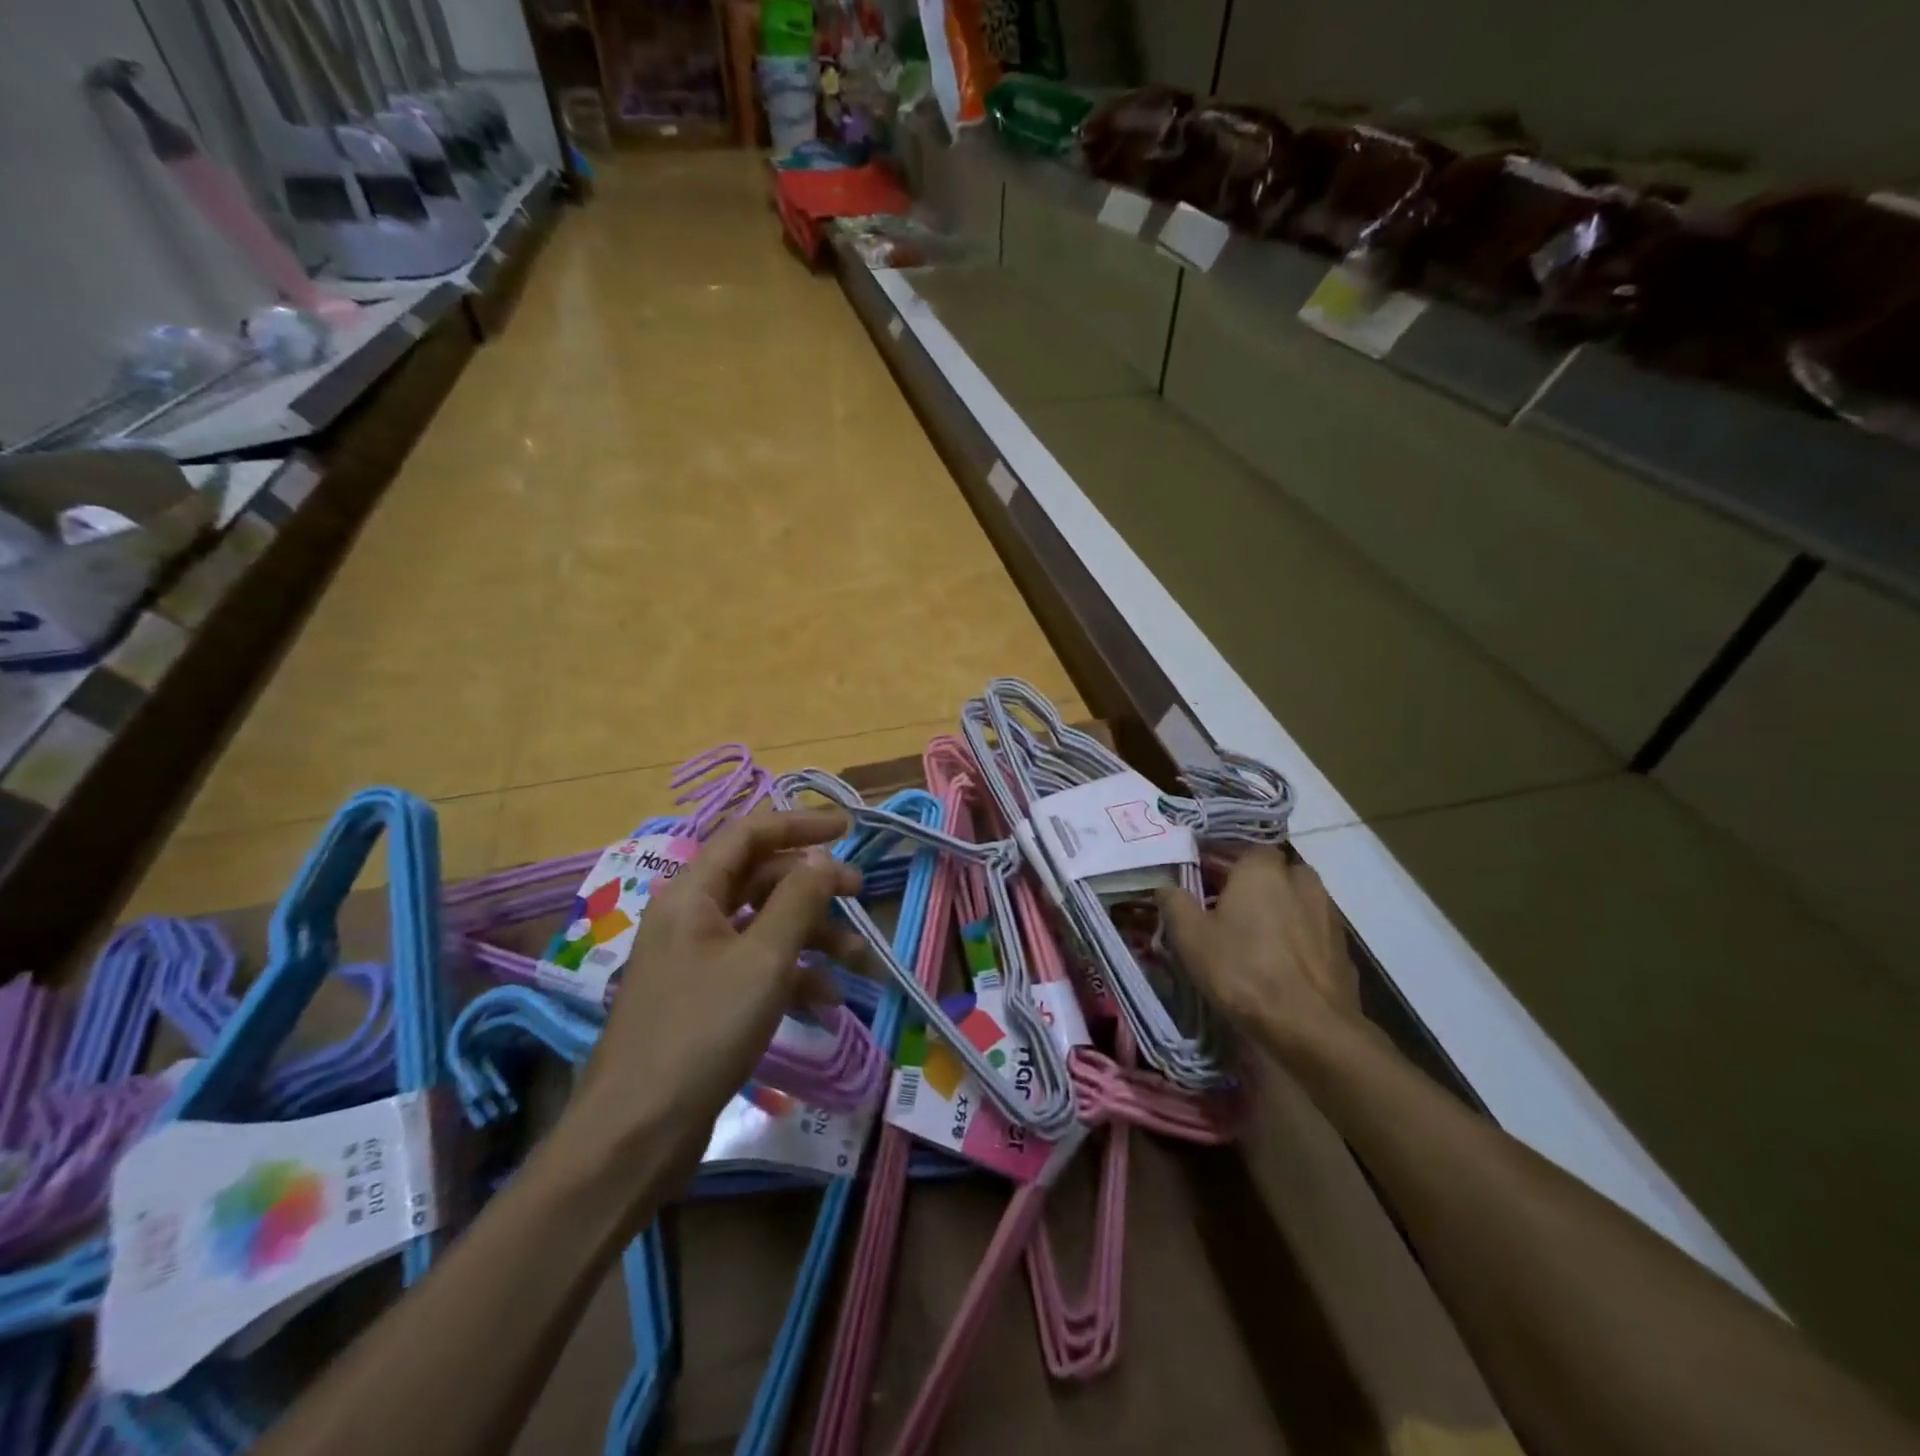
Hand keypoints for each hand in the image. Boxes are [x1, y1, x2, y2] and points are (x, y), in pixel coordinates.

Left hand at [573, 808, 864, 1170]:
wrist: (637, 1133)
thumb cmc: (702, 1030)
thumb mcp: (762, 959)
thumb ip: (798, 899)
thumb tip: (823, 857)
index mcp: (692, 894)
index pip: (749, 834)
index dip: (799, 823)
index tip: (848, 828)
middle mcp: (691, 917)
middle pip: (760, 879)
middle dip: (813, 885)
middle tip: (860, 894)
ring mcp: (696, 960)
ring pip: (763, 926)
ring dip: (811, 935)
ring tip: (854, 960)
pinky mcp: (704, 999)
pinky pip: (755, 968)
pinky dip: (792, 976)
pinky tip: (825, 1002)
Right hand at [1157, 849, 1362, 1053]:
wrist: (1310, 1028)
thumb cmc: (1242, 971)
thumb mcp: (1190, 937)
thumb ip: (1174, 902)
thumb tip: (1167, 885)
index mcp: (1263, 868)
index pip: (1242, 849)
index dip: (1221, 864)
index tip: (1202, 883)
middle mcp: (1301, 879)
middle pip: (1272, 873)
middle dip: (1252, 886)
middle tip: (1226, 911)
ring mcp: (1328, 913)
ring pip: (1295, 901)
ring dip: (1277, 912)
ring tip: (1252, 940)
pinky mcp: (1342, 947)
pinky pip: (1311, 931)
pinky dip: (1296, 940)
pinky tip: (1278, 965)